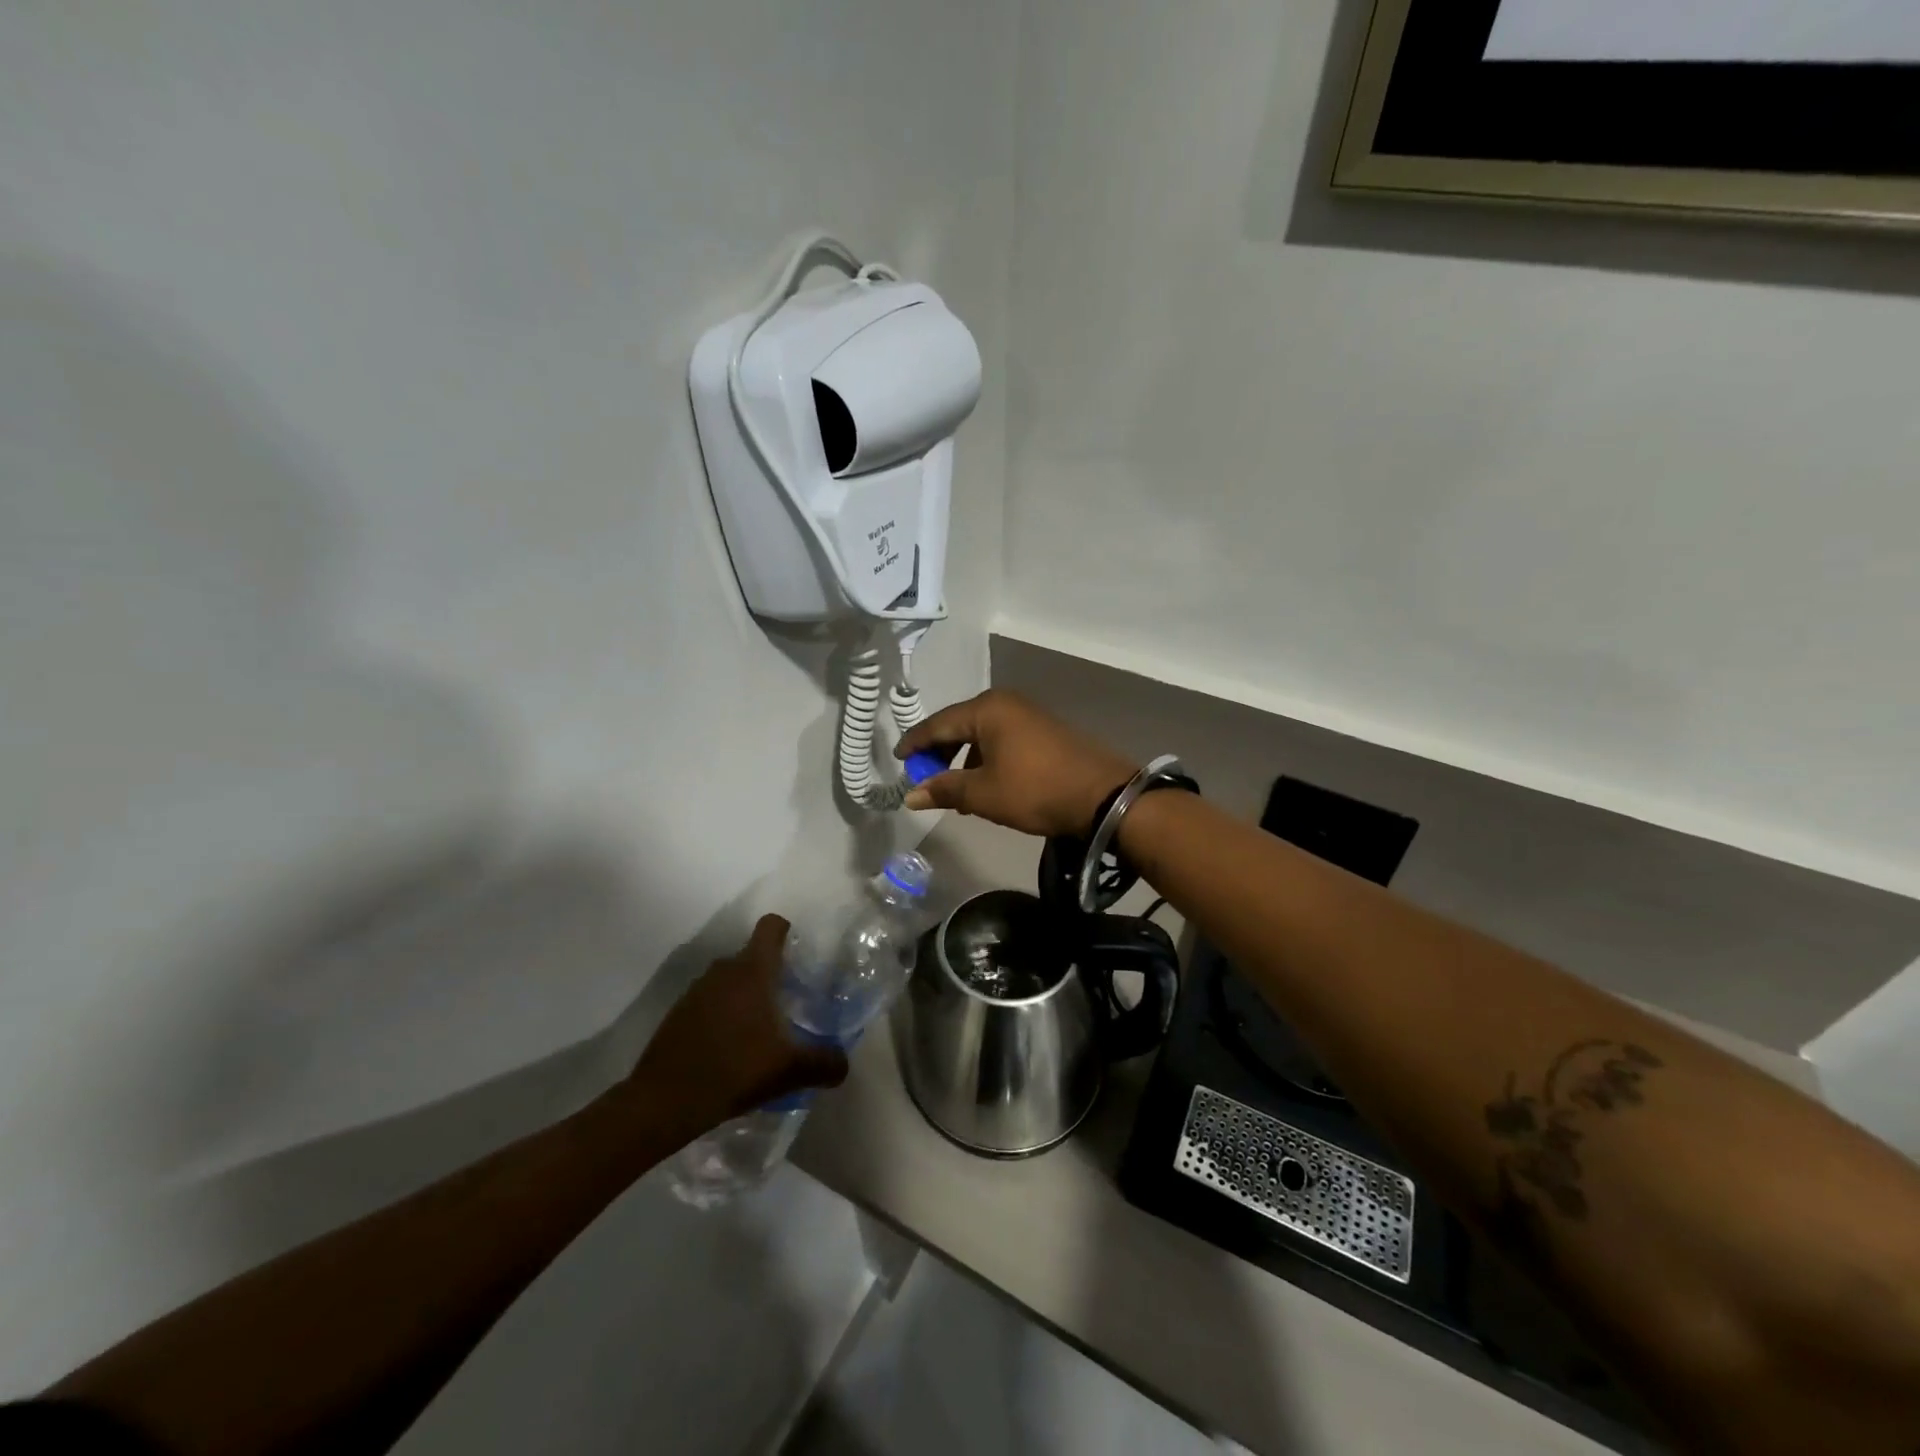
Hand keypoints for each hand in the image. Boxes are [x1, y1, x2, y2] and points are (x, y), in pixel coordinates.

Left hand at [627, 915, 846, 1133]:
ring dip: (744, 994)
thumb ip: (825, 1063)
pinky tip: (730, 1047)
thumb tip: (843, 1064)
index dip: (786, 931)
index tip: (798, 952)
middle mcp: (723, 971)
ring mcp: (696, 991)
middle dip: (770, 972)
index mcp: (752, 971)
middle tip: (788, 1001)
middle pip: (752, 955)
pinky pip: (709, 1001)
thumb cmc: (735, 1071)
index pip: (770, 927)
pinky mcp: (678, 1013)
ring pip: (729, 979)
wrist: (664, 1101)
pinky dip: (722, 1014)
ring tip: (759, 1028)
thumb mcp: (790, 1071)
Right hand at [895, 690, 1137, 838]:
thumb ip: (944, 790)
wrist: (1103, 796)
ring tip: (956, 792)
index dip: (915, 743)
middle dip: (940, 753)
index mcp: (986, 709)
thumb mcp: (983, 794)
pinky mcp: (1045, 731)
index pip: (938, 723)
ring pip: (982, 735)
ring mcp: (1029, 715)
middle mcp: (1006, 703)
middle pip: (960, 725)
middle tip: (925, 778)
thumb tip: (911, 796)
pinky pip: (1003, 740)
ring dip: (964, 760)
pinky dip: (987, 760)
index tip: (898, 760)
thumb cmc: (1034, 790)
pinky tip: (986, 786)